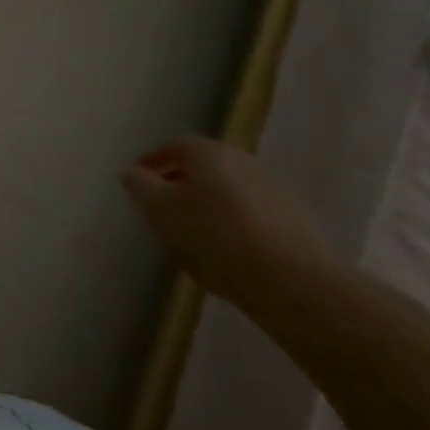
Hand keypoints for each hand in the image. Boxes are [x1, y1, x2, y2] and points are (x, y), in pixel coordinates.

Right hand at [122, 137, 335, 308]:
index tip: (137, 181)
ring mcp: (274, 191)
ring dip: (207, 206)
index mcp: (209, 152)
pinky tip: (227, 254)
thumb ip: (140, 186)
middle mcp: (243, 161)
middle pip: (203, 167)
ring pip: (228, 192)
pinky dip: (233, 225)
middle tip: (162, 209)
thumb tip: (133, 172)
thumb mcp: (161, 210)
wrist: (296, 283)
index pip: (173, 146)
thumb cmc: (216, 237)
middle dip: (180, 184)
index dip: (152, 161)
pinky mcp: (296, 222)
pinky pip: (251, 215)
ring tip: (193, 236)